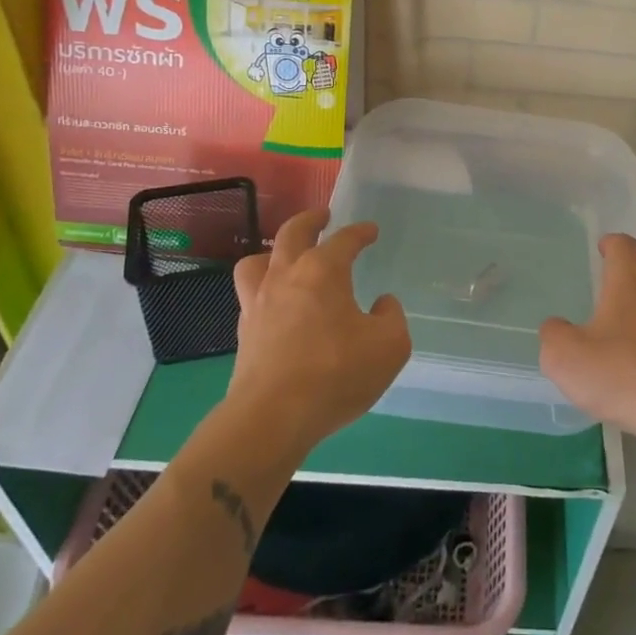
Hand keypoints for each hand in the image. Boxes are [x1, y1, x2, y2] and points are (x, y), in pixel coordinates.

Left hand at [226, 208, 411, 454]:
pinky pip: (250, 294)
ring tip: (285, 256)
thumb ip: (391, 318)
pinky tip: (276, 302)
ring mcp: (259, 302)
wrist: (272, 417)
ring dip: (274, 251)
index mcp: (323, 271)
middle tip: (322, 216)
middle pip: (292, 233)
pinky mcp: (244, 331)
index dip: (360, 232)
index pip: (344, 239)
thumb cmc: (336, 373)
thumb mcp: (389, 346)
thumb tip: (382, 304)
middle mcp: (286, 276)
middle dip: (310, 220)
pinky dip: (264, 287)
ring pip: (257, 260)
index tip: (371, 231)